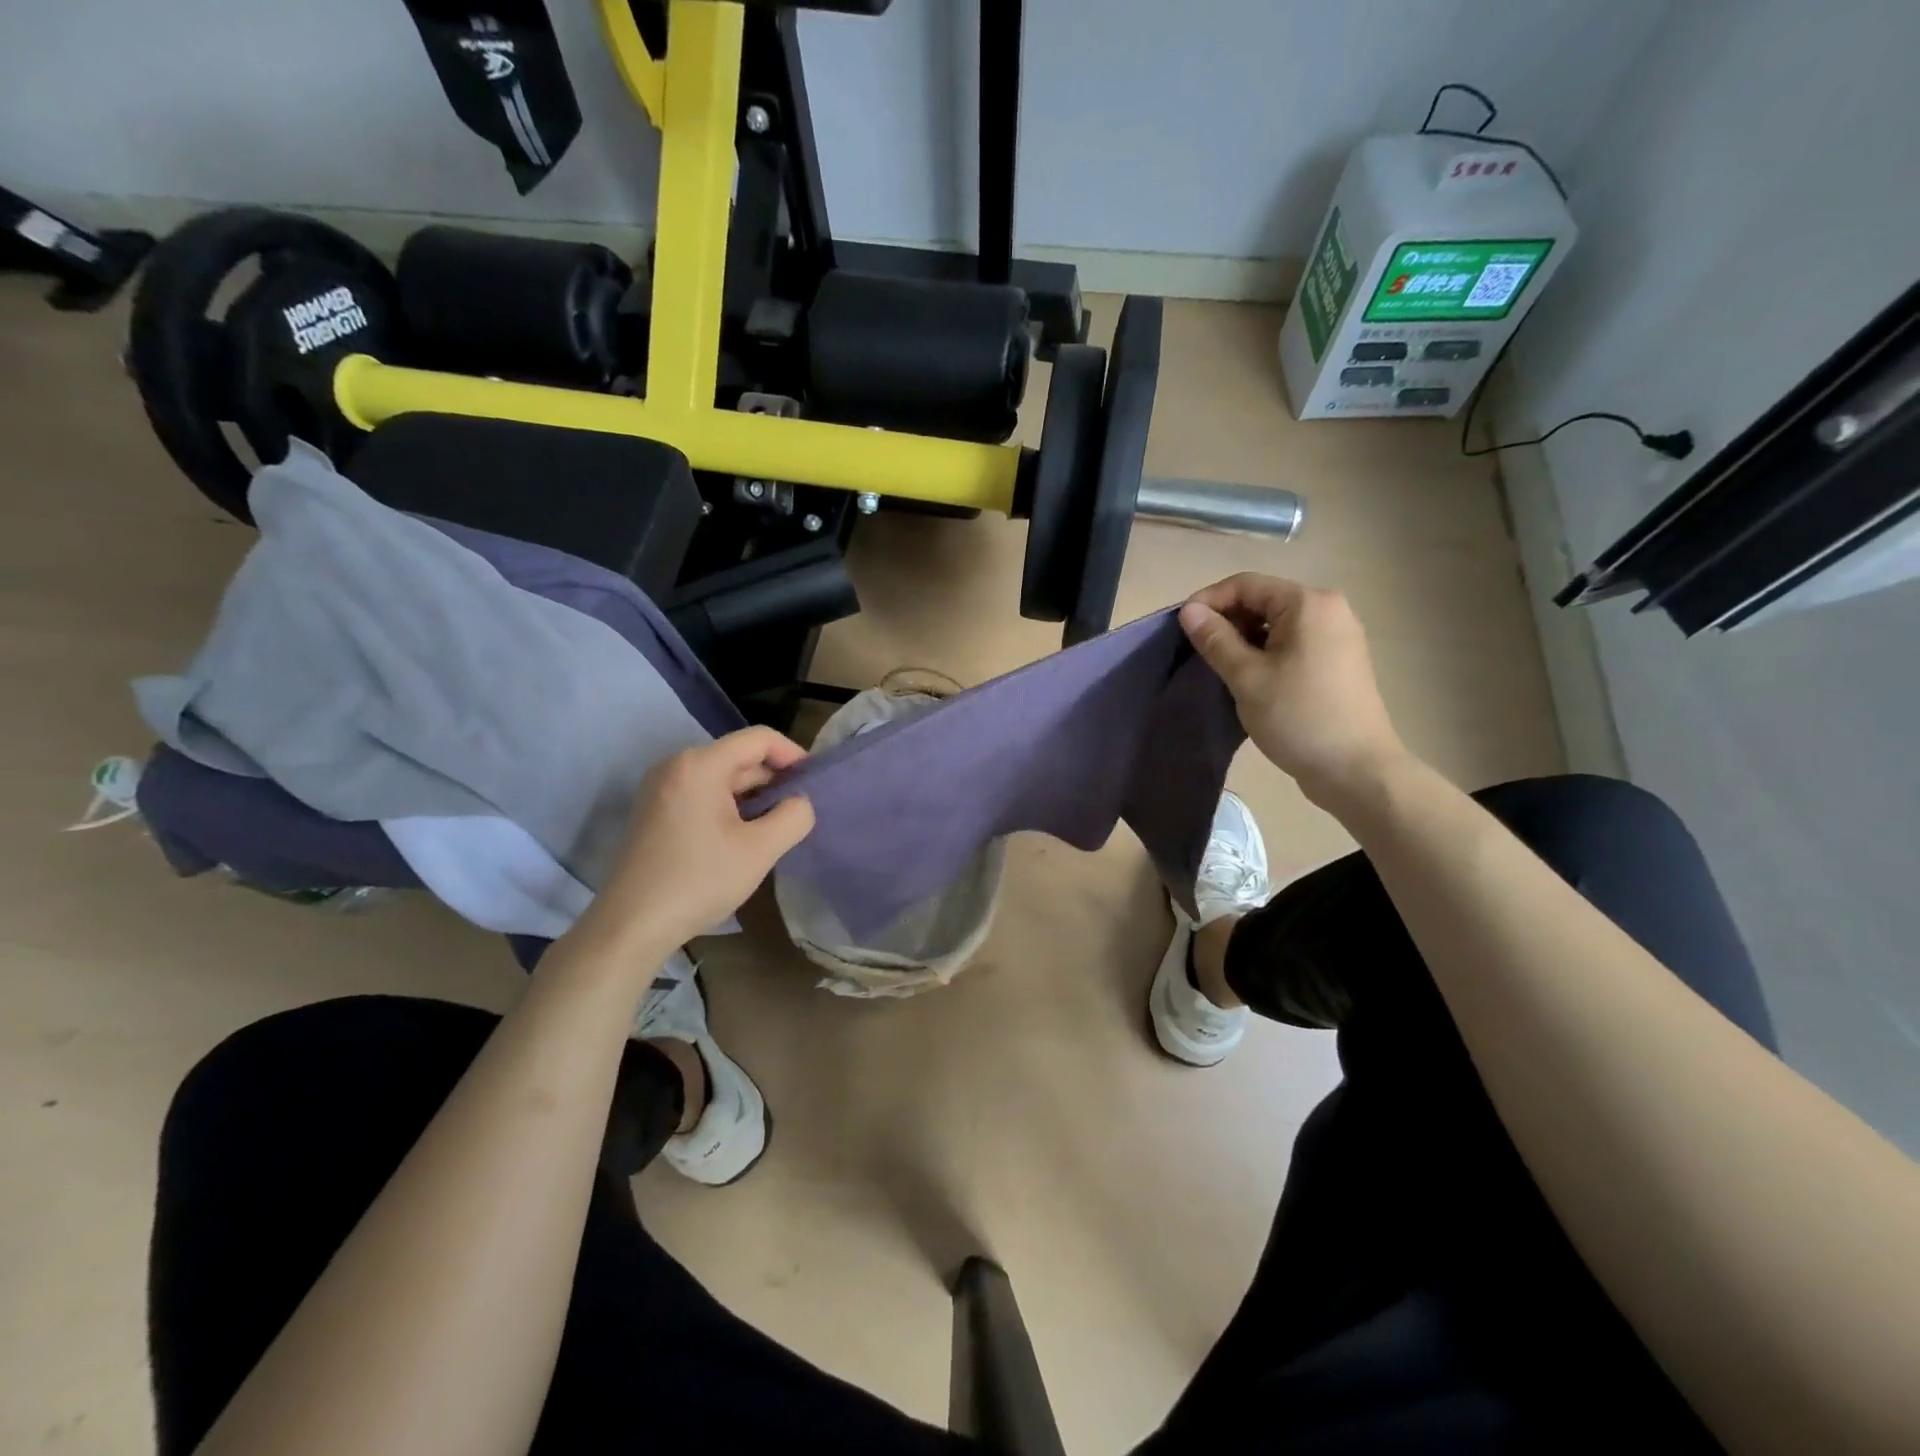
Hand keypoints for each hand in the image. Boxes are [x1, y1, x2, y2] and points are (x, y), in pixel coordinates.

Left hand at [585, 727, 815, 953]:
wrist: (632, 925)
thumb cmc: (699, 881)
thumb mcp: (760, 850)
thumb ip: (794, 816)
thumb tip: (800, 803)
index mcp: (700, 765)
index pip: (759, 739)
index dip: (792, 754)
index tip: (813, 783)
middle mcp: (676, 765)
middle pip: (739, 756)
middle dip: (773, 779)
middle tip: (799, 810)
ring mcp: (661, 788)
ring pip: (722, 777)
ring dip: (753, 795)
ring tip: (777, 825)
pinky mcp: (655, 810)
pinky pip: (703, 793)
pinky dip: (729, 805)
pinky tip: (743, 835)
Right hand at [1180, 574, 1409, 804]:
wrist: (1356, 769)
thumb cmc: (1298, 717)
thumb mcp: (1247, 677)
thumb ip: (1216, 639)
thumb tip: (1189, 611)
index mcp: (1308, 604)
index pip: (1246, 584)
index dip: (1208, 601)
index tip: (1181, 629)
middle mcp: (1328, 609)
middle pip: (1263, 600)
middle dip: (1226, 621)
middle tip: (1197, 651)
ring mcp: (1337, 636)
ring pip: (1276, 624)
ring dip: (1243, 639)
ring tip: (1219, 668)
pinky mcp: (1338, 661)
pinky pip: (1291, 643)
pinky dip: (1264, 652)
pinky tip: (1248, 678)